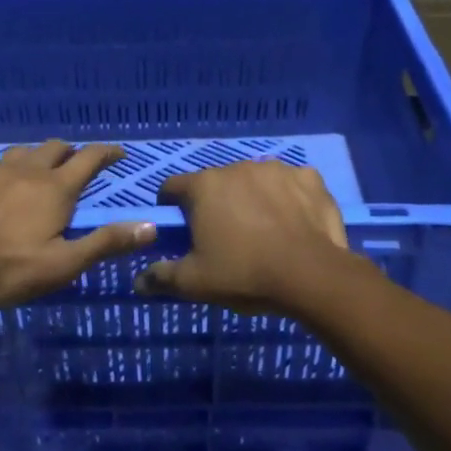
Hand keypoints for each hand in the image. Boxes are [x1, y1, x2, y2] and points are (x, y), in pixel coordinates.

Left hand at [0, 140, 154, 306]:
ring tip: (36, 172)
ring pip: (20, 153)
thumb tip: (150, 226)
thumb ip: (105, 243)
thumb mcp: (62, 265)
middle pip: (54, 148)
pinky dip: (1, 172)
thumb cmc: (6, 269)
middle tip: (77, 164)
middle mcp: (25, 171)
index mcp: (54, 189)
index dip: (107, 153)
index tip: (119, 153)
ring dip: (35, 158)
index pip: (89, 159)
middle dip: (71, 152)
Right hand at [136, 160, 351, 307]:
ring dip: (252, 198)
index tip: (180, 229)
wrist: (312, 275)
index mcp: (203, 186)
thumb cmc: (244, 274)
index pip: (172, 187)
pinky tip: (294, 222)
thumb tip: (138, 281)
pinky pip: (291, 184)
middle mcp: (236, 167)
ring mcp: (276, 169)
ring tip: (263, 231)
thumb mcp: (194, 283)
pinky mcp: (309, 178)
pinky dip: (288, 198)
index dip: (171, 207)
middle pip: (215, 183)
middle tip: (224, 238)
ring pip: (254, 181)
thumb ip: (162, 277)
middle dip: (215, 204)